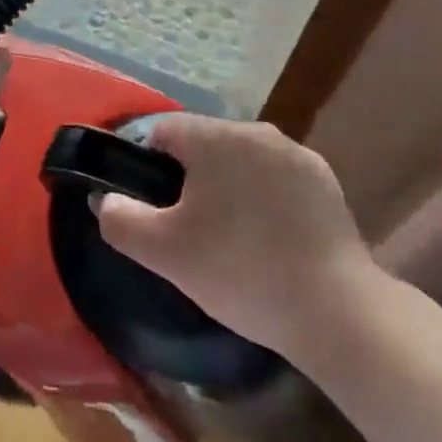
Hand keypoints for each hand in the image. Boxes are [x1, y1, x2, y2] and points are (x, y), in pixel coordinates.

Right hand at [93, 114, 377, 359]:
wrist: (336, 310)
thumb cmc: (240, 271)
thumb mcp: (164, 253)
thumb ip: (121, 220)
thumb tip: (105, 200)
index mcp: (213, 137)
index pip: (162, 132)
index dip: (148, 168)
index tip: (156, 211)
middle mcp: (254, 130)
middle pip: (204, 145)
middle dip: (191, 180)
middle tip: (191, 232)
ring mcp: (294, 153)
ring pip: (242, 161)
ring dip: (230, 187)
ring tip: (233, 240)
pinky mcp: (324, 180)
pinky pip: (277, 178)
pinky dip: (266, 199)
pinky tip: (271, 242)